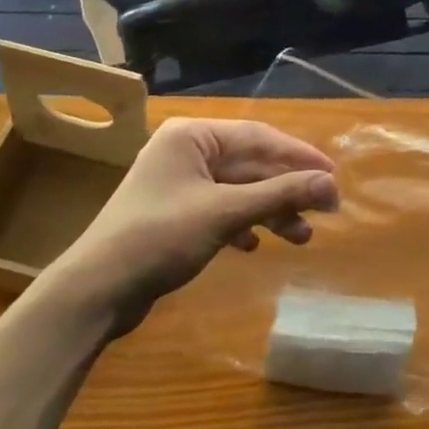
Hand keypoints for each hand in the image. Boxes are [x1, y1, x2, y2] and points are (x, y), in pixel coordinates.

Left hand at [45, 118, 338, 335]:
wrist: (95, 292)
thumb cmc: (159, 238)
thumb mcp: (225, 213)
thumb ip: (280, 194)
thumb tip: (331, 184)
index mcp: (193, 136)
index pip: (260, 137)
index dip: (300, 157)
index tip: (333, 176)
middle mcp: (188, 152)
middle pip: (252, 165)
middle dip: (287, 190)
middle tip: (326, 211)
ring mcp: (180, 184)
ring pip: (240, 190)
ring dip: (271, 211)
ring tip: (301, 237)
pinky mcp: (176, 214)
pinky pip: (222, 210)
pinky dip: (244, 225)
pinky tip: (255, 245)